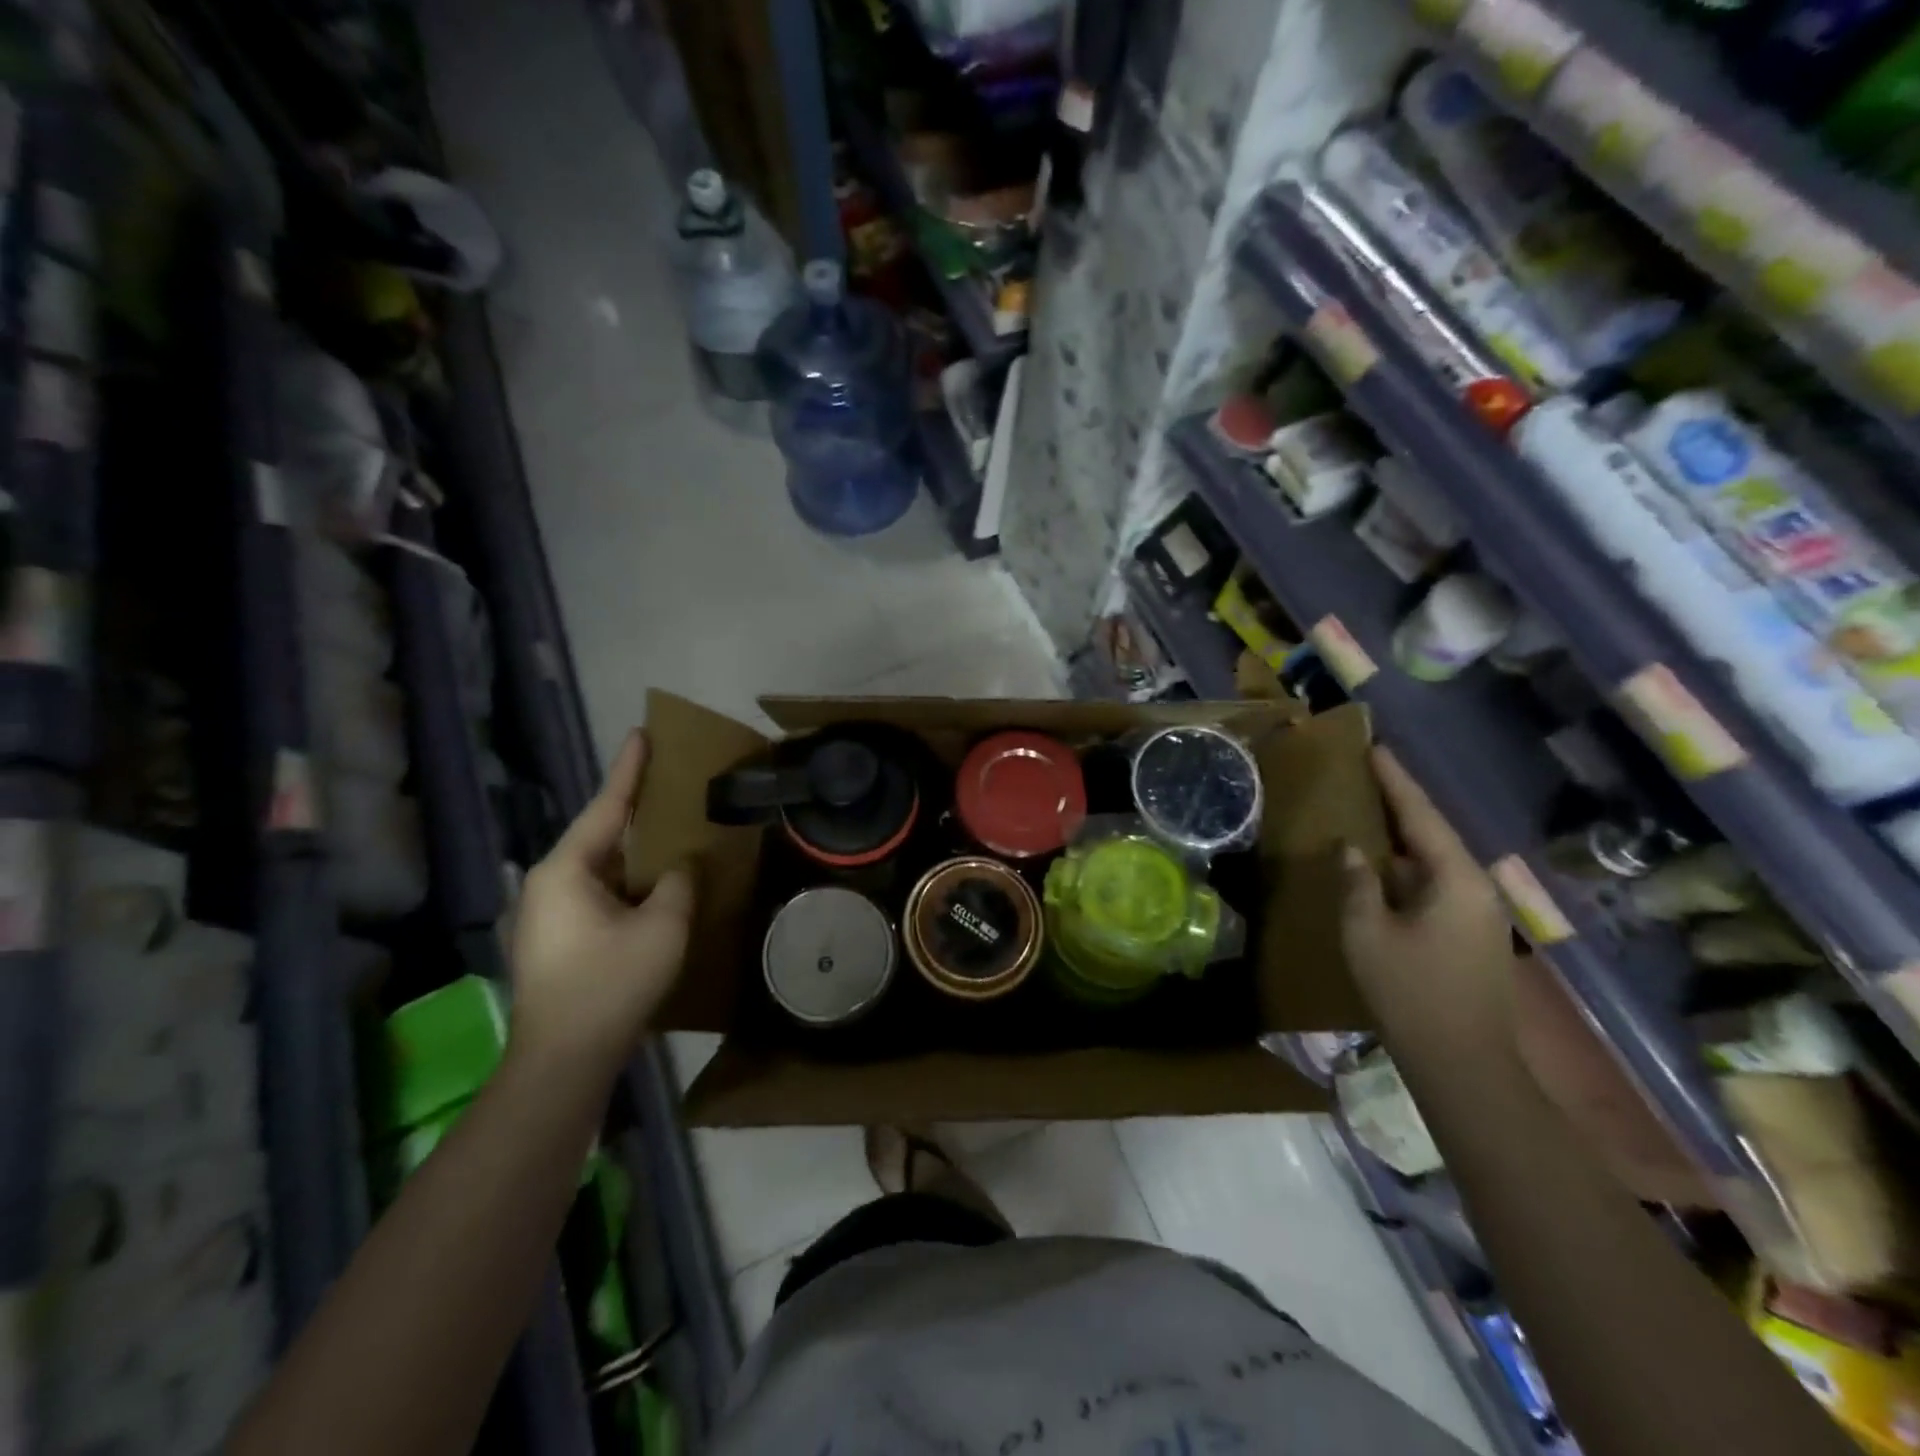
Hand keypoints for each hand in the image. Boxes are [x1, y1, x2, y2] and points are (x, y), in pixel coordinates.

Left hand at [508, 731, 693, 1076]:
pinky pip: (596, 895)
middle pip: (599, 836)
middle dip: (633, 813)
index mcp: (565, 871)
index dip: (628, 770)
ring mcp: (545, 916)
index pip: (606, 807)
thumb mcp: (663, 927)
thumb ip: (678, 883)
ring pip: (598, 869)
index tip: (641, 735)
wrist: (563, 1061)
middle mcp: (546, 885)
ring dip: (632, 855)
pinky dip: (625, 884)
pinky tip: (650, 889)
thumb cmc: (612, 984)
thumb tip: (680, 867)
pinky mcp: (553, 942)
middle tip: (666, 788)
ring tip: (666, 837)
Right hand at [1341, 746, 1514, 1035]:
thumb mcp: (1366, 932)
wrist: (1464, 1064)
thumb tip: (1352, 850)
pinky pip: (1436, 885)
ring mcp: (1479, 914)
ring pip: (1435, 861)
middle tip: (1369, 773)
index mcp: (1456, 879)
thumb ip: (1357, 883)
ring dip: (1403, 837)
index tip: (1375, 747)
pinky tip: (1382, 867)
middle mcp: (1476, 888)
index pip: (1421, 815)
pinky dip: (1408, 868)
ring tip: (1370, 812)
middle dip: (1401, 803)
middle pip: (1433, 833)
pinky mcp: (1472, 935)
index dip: (1396, 780)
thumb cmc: (1409, 992)